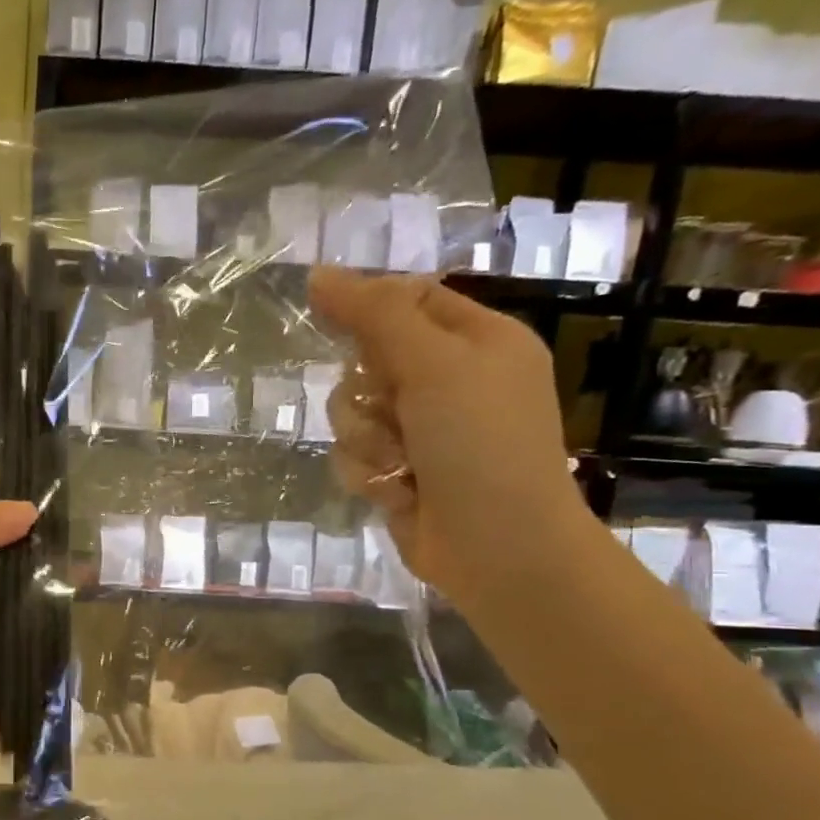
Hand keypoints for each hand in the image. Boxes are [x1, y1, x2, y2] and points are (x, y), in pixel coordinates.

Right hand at [308, 270, 592, 610]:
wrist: (499, 546)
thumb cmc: (480, 444)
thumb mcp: (434, 364)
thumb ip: (375, 316)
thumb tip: (319, 273)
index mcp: (478, 340)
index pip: (408, 299)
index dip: (367, 306)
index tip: (328, 316)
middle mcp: (449, 381)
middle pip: (367, 359)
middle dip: (365, 389)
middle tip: (391, 407)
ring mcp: (423, 430)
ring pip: (352, 412)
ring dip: (364, 437)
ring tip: (397, 461)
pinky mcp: (399, 471)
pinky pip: (353, 454)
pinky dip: (367, 471)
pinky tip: (396, 489)